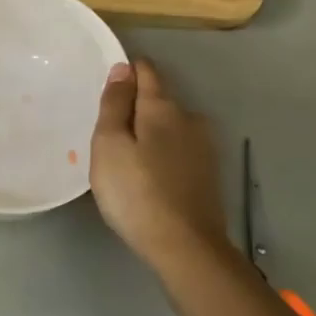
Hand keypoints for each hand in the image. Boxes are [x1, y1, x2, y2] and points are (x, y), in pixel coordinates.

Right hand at [90, 59, 231, 269]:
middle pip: (158, 100)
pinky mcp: (208, 173)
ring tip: (127, 159)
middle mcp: (189, 118)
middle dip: (135, 108)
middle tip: (108, 134)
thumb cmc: (136, 193)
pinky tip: (149, 177)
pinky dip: (163, 154)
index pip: (146, 71)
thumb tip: (122, 68)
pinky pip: (179, 150)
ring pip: (170, 127)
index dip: (126, 72)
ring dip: (150, 134)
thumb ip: (114, 104)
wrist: (185, 247)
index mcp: (162, 107)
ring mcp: (203, 147)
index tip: (106, 88)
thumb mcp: (109, 145)